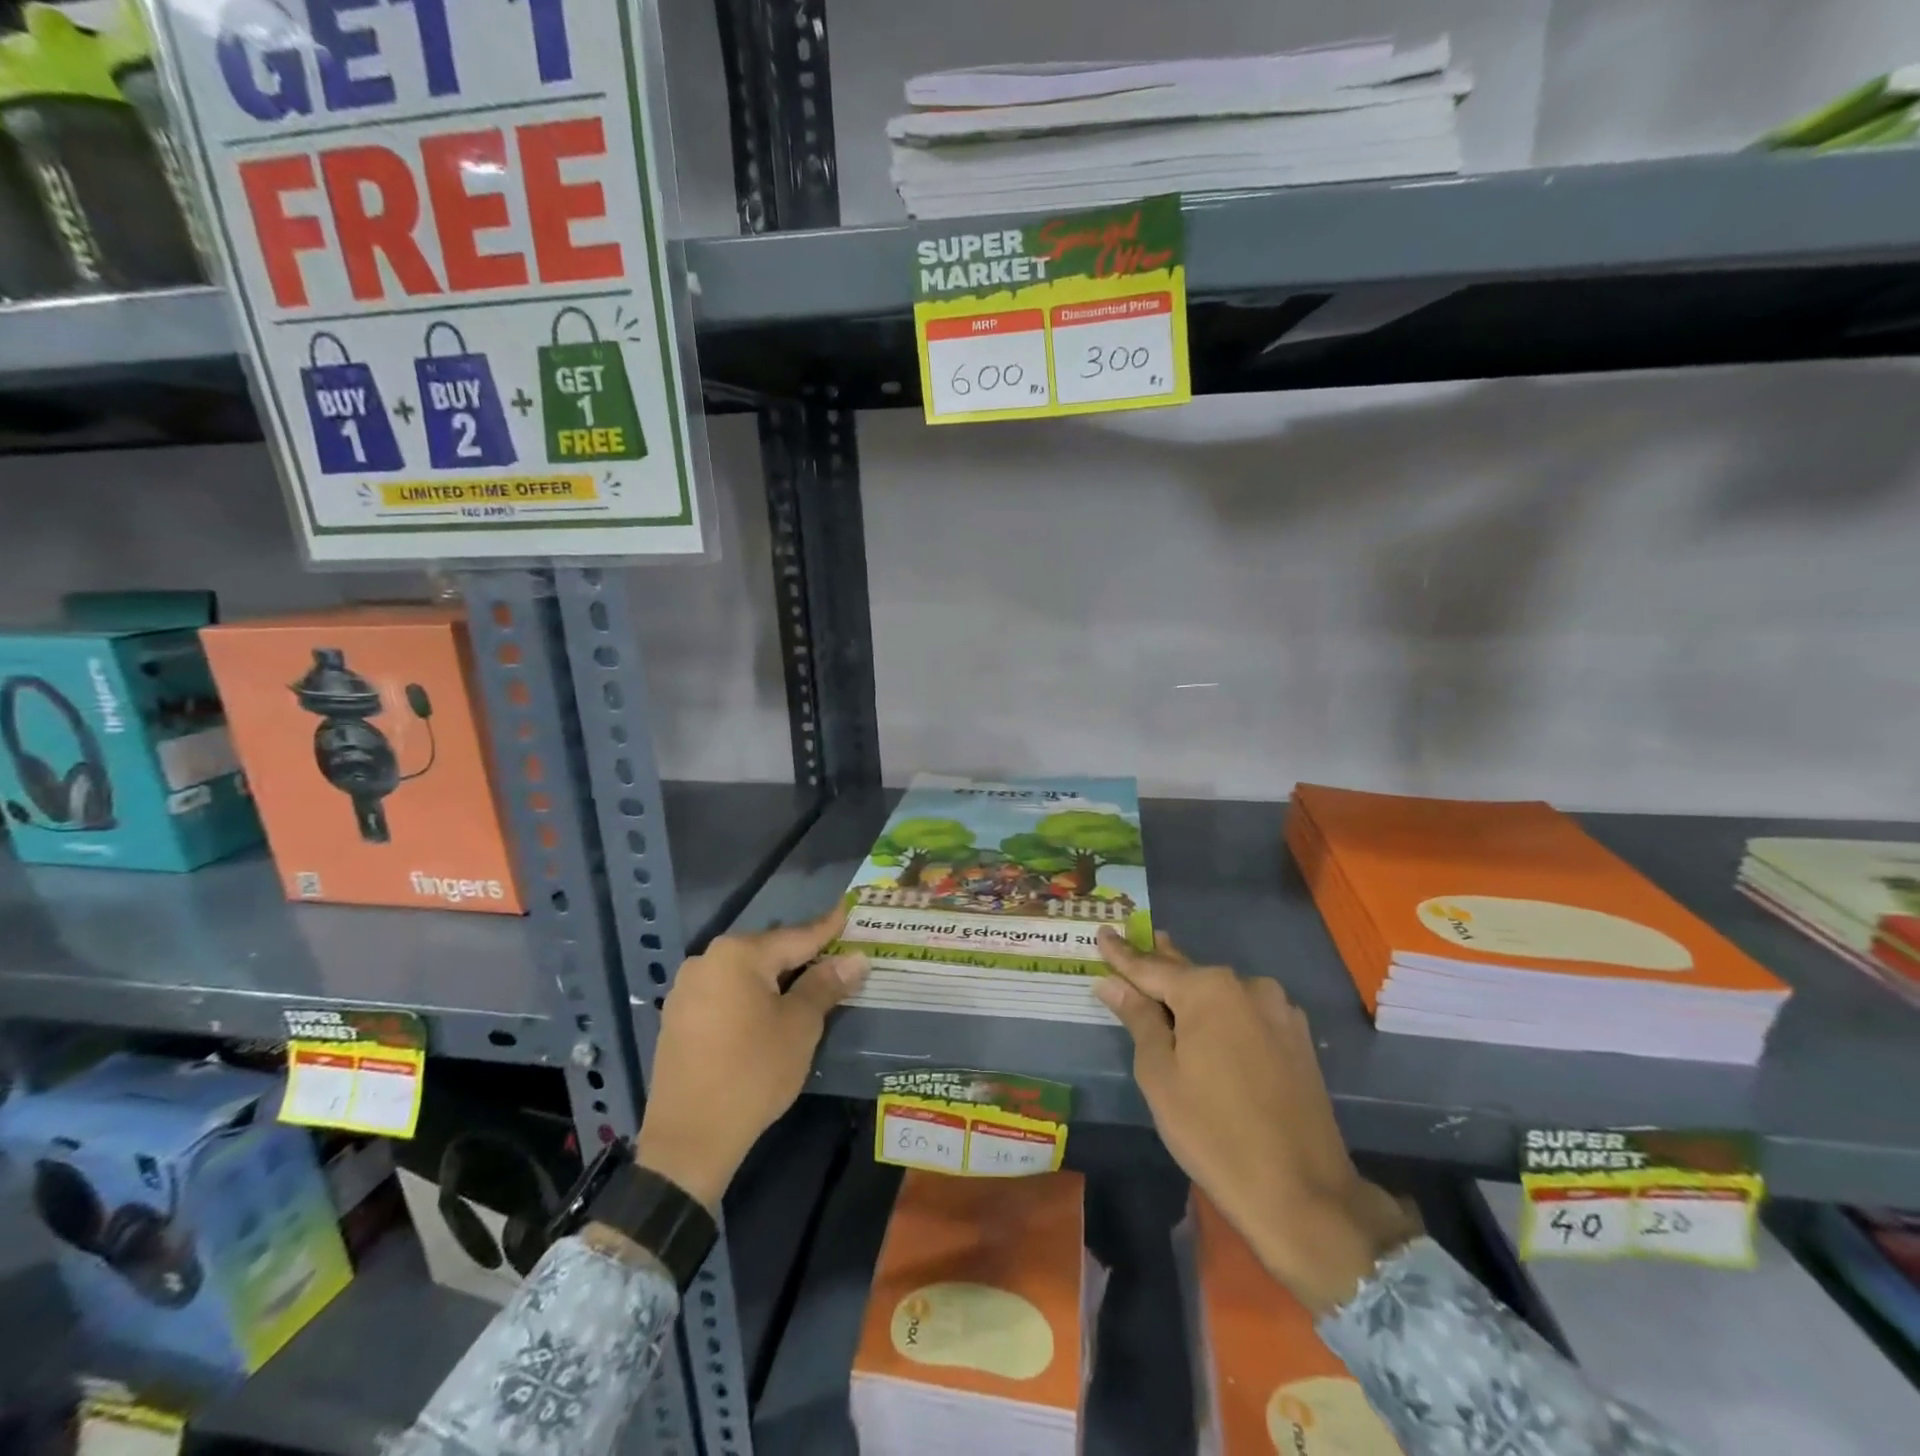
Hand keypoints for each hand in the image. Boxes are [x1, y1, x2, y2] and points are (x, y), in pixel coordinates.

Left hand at [635, 906, 867, 1210]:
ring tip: (808, 986)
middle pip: (768, 952)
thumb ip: (825, 985)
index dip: (827, 928)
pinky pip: (725, 994)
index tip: (848, 910)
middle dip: (802, 956)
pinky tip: (768, 1012)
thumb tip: (855, 959)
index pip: (796, 936)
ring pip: (745, 974)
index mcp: (738, 954)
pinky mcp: (677, 1018)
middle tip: (836, 957)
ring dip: (776, 979)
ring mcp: (686, 990)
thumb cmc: (754, 1072)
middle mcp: (707, 961)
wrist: (689, 1139)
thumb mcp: (800, 1026)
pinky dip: (751, 998)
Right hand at [1095, 929, 1418, 1311]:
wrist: (1302, 1193)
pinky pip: (1246, 1013)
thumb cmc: (1212, 1132)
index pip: (1151, 966)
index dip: (1122, 954)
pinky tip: (1208, 1023)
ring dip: (1191, 992)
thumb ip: (1138, 1019)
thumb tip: (1111, 983)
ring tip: (1165, 988)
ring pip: (1221, 993)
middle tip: (1131, 947)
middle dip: (1157, 964)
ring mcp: (1279, 1011)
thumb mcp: (1160, 1074)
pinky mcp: (1298, 1039)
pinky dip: (1221, 1014)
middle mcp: (1247, 987)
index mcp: (1208, 990)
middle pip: (1189, 973)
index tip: (1103, 932)